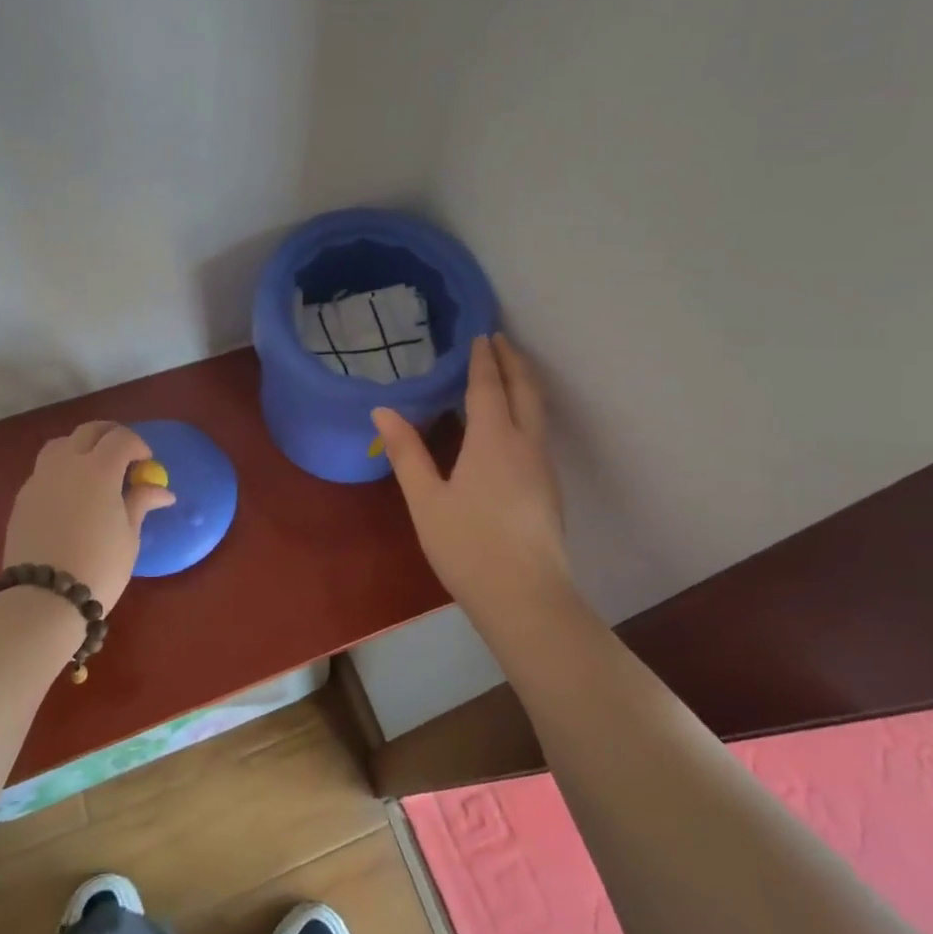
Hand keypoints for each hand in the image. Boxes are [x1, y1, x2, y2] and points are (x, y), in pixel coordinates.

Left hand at [3, 422, 175, 612]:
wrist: (43, 598)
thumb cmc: (98, 565)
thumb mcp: (129, 535)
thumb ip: (141, 503)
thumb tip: (162, 491)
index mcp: (98, 469)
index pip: (120, 438)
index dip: (137, 445)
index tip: (146, 463)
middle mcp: (67, 464)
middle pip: (88, 431)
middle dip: (110, 436)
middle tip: (124, 455)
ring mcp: (40, 479)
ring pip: (61, 444)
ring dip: (81, 447)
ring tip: (93, 470)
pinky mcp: (22, 498)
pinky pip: (45, 470)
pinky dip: (62, 469)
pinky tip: (71, 495)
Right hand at [373, 335, 570, 611]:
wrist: (526, 598)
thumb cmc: (467, 546)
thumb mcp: (426, 500)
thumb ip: (406, 452)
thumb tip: (382, 410)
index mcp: (493, 440)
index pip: (488, 386)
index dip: (483, 359)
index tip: (480, 335)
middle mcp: (525, 444)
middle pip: (525, 390)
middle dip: (513, 361)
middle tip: (500, 339)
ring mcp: (543, 467)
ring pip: (537, 411)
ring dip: (523, 384)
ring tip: (507, 373)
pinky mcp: (550, 489)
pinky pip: (538, 432)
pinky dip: (526, 410)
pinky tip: (512, 426)